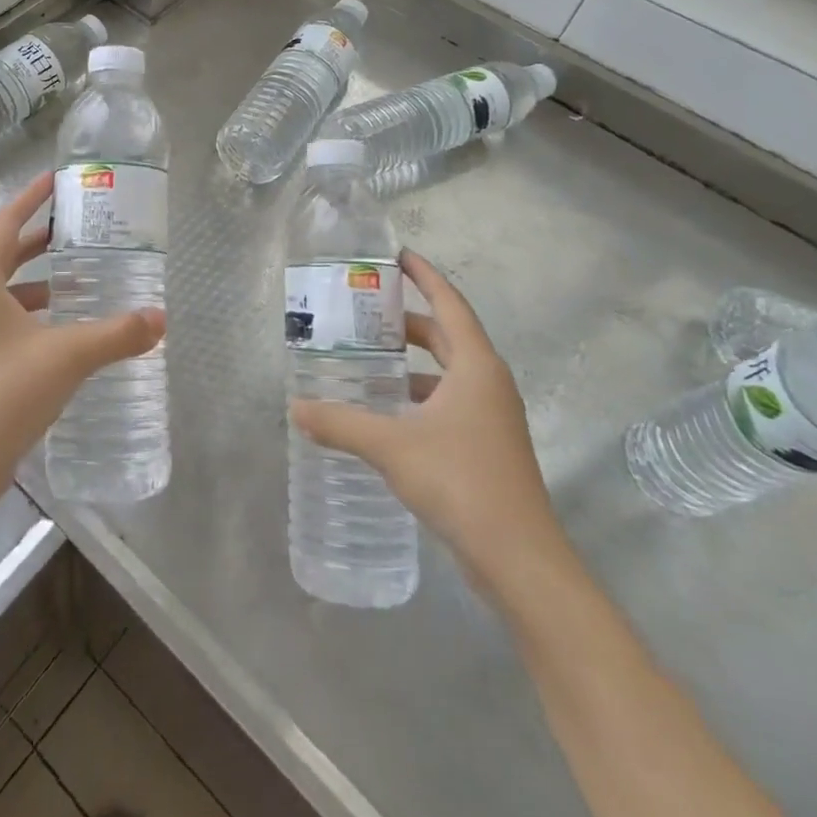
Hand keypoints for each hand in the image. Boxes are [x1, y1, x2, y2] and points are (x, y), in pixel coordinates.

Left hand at [0, 172, 164, 496]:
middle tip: (78, 228)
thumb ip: (117, 334)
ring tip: (79, 278)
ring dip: (38, 280)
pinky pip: (5, 317)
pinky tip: (64, 329)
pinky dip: (33, 312)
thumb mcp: (68, 356)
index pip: (5, 224)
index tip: (55, 179)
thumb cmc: (5, 393)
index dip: (30, 198)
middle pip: (4, 254)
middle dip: (38, 238)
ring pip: (5, 290)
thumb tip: (161, 318)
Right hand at [290, 249, 565, 594]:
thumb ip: (340, 424)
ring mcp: (492, 417)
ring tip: (367, 359)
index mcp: (476, 367)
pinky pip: (449, 401)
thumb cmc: (462, 483)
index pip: (449, 303)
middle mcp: (489, 383)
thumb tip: (295, 408)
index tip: (396, 255)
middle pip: (447, 335)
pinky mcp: (487, 446)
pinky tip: (387, 411)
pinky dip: (419, 395)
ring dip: (412, 362)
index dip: (424, 276)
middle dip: (408, 321)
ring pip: (448, 372)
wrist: (521, 561)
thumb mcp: (392, 447)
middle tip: (364, 311)